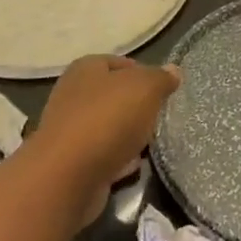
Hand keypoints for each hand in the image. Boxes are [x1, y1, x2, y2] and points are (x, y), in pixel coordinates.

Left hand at [31, 56, 180, 219]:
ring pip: (108, 127)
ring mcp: (69, 131)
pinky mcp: (71, 163)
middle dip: (137, 106)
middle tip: (160, 116)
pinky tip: (134, 167)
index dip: (142, 73)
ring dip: (128, 135)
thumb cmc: (107, 119)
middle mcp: (72, 95)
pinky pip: (102, 156)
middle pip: (113, 96)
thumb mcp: (145, 88)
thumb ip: (161, 78)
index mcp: (85, 69)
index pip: (118, 62)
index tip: (163, 89)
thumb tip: (173, 70)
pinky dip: (118, 160)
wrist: (67, 178)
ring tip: (151, 143)